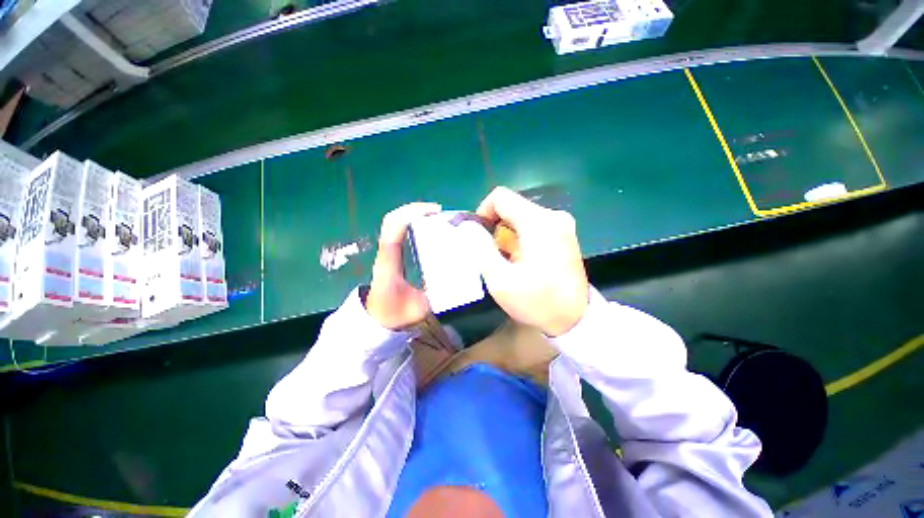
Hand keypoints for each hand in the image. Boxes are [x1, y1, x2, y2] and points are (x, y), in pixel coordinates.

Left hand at [365, 202, 441, 329]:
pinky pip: (397, 232)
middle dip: (415, 210)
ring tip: (436, 217)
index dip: (412, 214)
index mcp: (389, 262)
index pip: (393, 228)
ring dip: (413, 215)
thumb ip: (437, 296)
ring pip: (394, 224)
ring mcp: (386, 253)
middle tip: (439, 213)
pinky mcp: (391, 255)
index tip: (435, 213)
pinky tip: (428, 227)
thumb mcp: (419, 308)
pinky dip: (411, 223)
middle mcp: (386, 253)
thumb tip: (457, 282)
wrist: (376, 320)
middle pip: (393, 220)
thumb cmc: (396, 314)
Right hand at [470, 187, 588, 335]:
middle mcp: (553, 216)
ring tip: (507, 259)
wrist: (576, 320)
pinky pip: (534, 225)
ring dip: (508, 233)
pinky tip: (522, 259)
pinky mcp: (565, 234)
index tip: (479, 235)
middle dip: (496, 226)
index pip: (501, 197)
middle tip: (491, 252)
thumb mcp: (500, 280)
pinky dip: (521, 237)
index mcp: (538, 222)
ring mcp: (562, 224)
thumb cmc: (537, 301)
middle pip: (512, 206)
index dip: (483, 211)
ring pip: (522, 216)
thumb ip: (480, 249)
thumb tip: (469, 227)